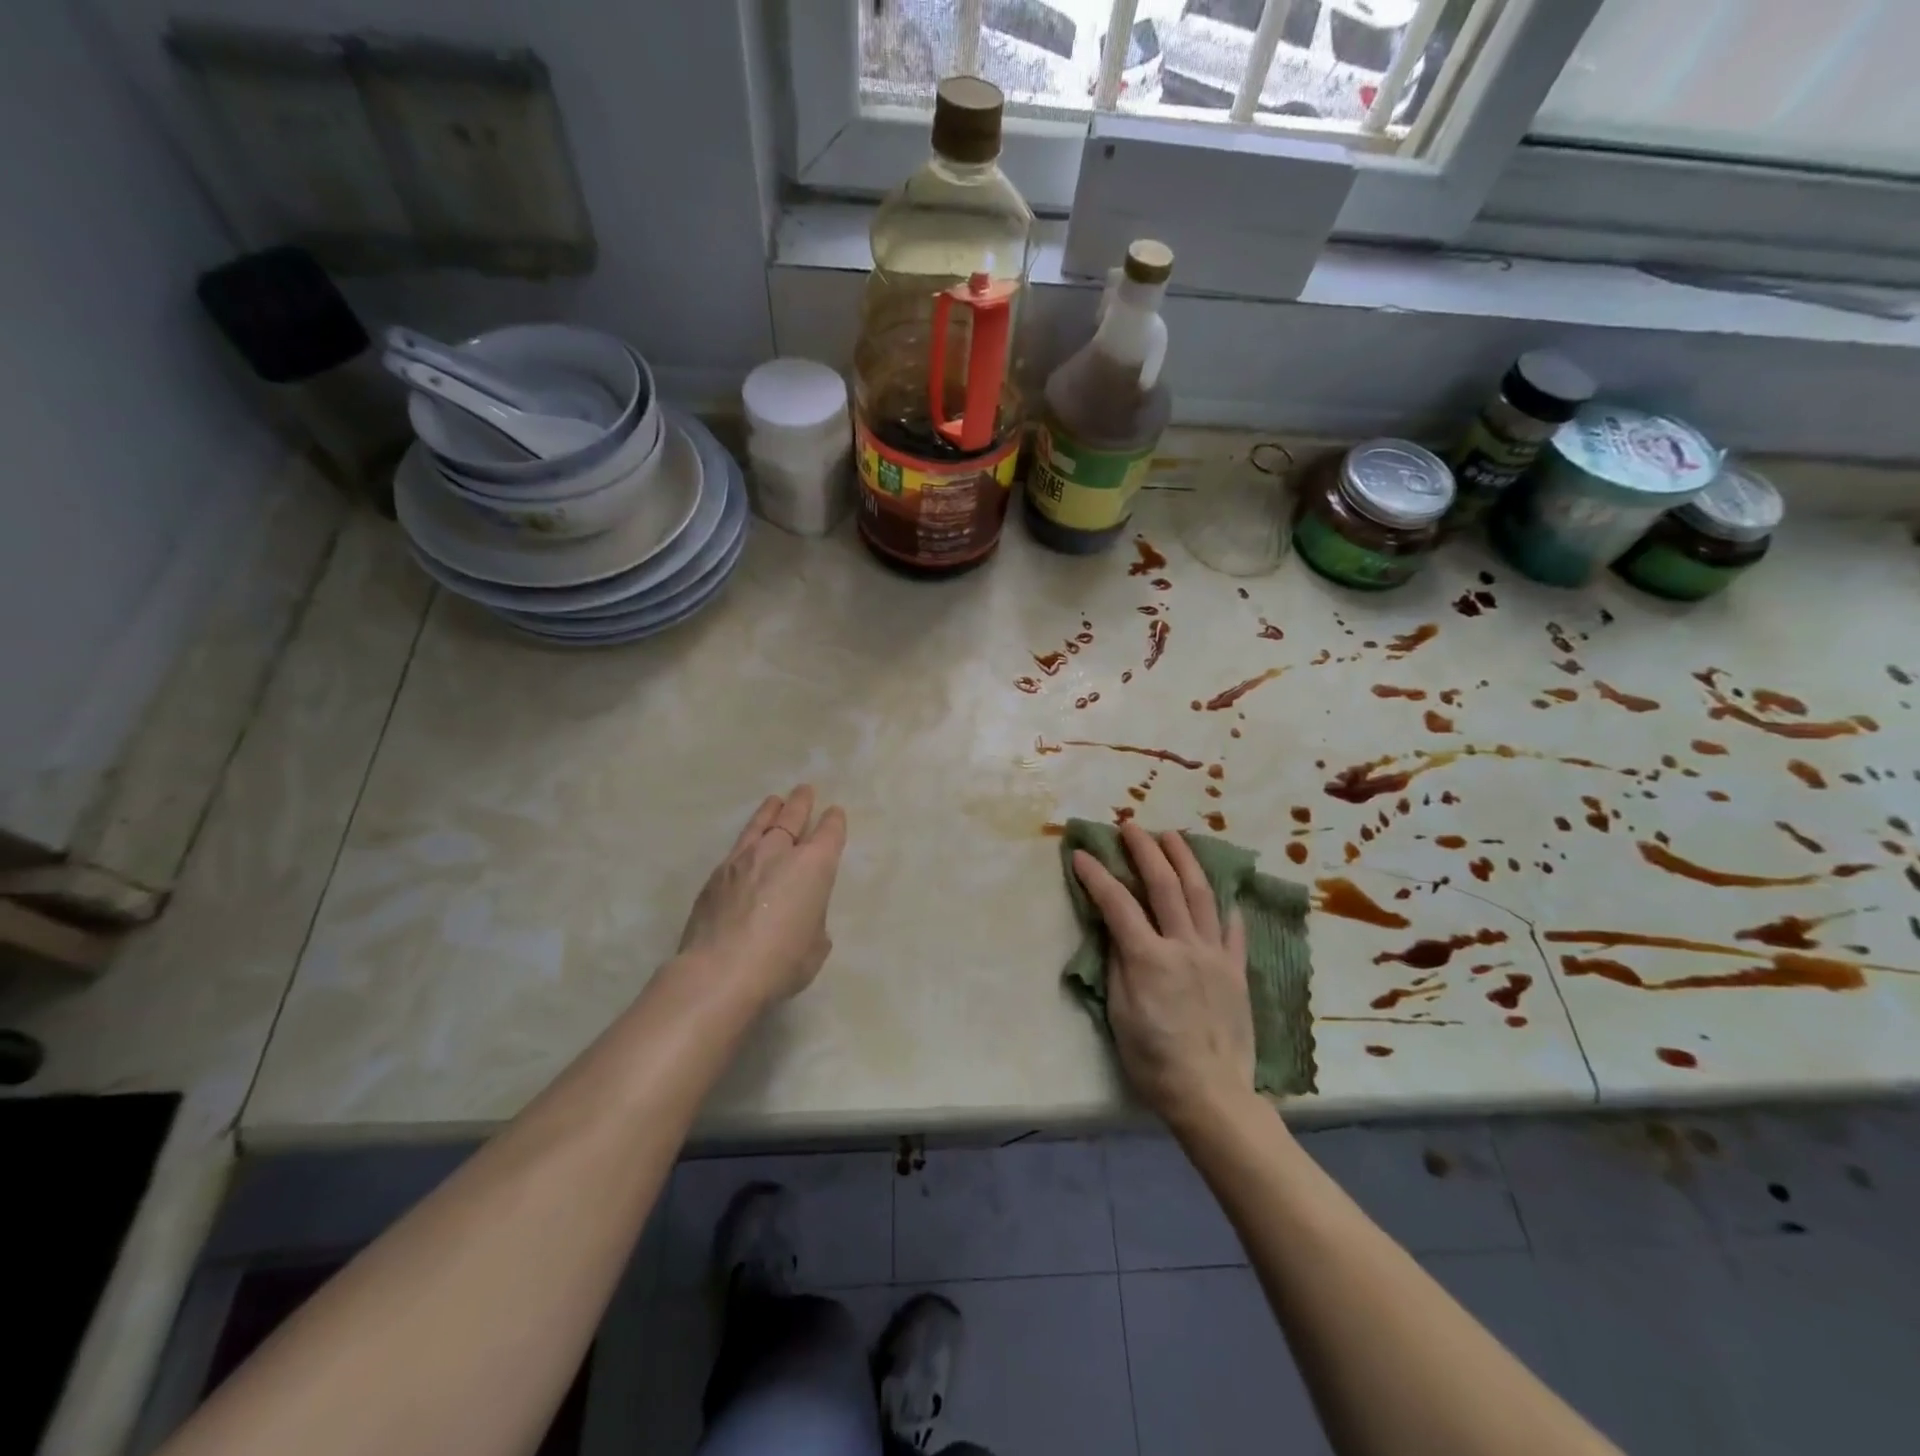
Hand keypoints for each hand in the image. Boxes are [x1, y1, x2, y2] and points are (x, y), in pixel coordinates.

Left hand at [677, 785, 847, 1005]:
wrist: (719, 973)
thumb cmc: (781, 962)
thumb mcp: (816, 946)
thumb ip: (813, 920)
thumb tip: (801, 916)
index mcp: (814, 866)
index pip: (829, 832)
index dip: (834, 821)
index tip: (834, 813)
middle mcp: (779, 852)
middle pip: (793, 816)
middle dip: (801, 802)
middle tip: (804, 790)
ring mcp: (742, 860)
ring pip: (760, 824)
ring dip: (770, 811)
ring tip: (774, 801)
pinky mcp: (715, 876)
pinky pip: (737, 848)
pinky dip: (747, 842)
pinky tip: (746, 848)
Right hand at [1072, 824, 1252, 1131]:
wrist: (1210, 1094)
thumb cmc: (1153, 1060)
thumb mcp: (1119, 1013)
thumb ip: (1117, 963)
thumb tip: (1114, 928)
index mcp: (1148, 958)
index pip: (1117, 903)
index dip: (1096, 875)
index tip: (1080, 854)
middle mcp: (1184, 946)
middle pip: (1164, 885)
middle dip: (1144, 850)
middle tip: (1130, 826)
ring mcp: (1215, 955)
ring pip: (1201, 894)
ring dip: (1185, 859)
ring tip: (1173, 835)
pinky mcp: (1236, 970)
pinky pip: (1232, 928)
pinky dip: (1224, 904)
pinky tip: (1220, 890)